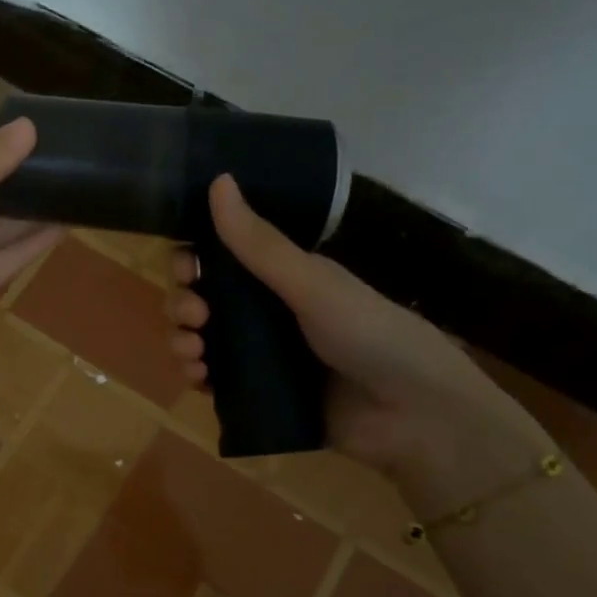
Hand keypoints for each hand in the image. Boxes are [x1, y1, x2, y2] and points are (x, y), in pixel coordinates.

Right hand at [167, 175, 549, 508]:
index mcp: (283, 277)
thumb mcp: (312, 284)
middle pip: (205, 299)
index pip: (222, 258)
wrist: (413, 416)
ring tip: (192, 354)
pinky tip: (198, 379)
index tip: (185, 268)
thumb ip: (260, 244)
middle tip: (195, 316)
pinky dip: (198, 377)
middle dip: (185, 303)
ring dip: (184, 340)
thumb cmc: (369, 335)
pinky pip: (216, 381)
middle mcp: (269, 312)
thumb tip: (219, 180)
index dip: (194, 259)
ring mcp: (263, 355)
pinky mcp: (261, 395)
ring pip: (204, 340)